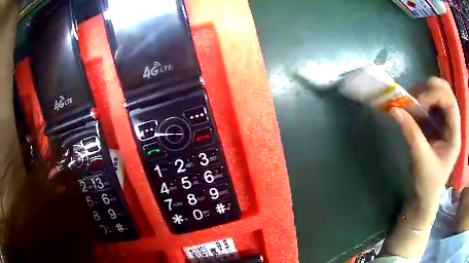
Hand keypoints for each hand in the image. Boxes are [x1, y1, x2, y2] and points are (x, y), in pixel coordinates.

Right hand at [389, 77, 460, 224]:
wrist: (424, 197)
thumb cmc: (427, 184)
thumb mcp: (421, 162)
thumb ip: (411, 135)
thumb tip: (394, 110)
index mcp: (454, 135)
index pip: (450, 102)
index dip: (435, 94)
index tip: (418, 100)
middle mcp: (451, 124)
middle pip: (445, 92)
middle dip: (430, 89)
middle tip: (413, 95)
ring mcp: (443, 123)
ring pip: (436, 95)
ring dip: (422, 93)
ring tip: (408, 102)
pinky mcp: (434, 124)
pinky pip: (428, 105)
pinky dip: (417, 102)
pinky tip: (409, 108)